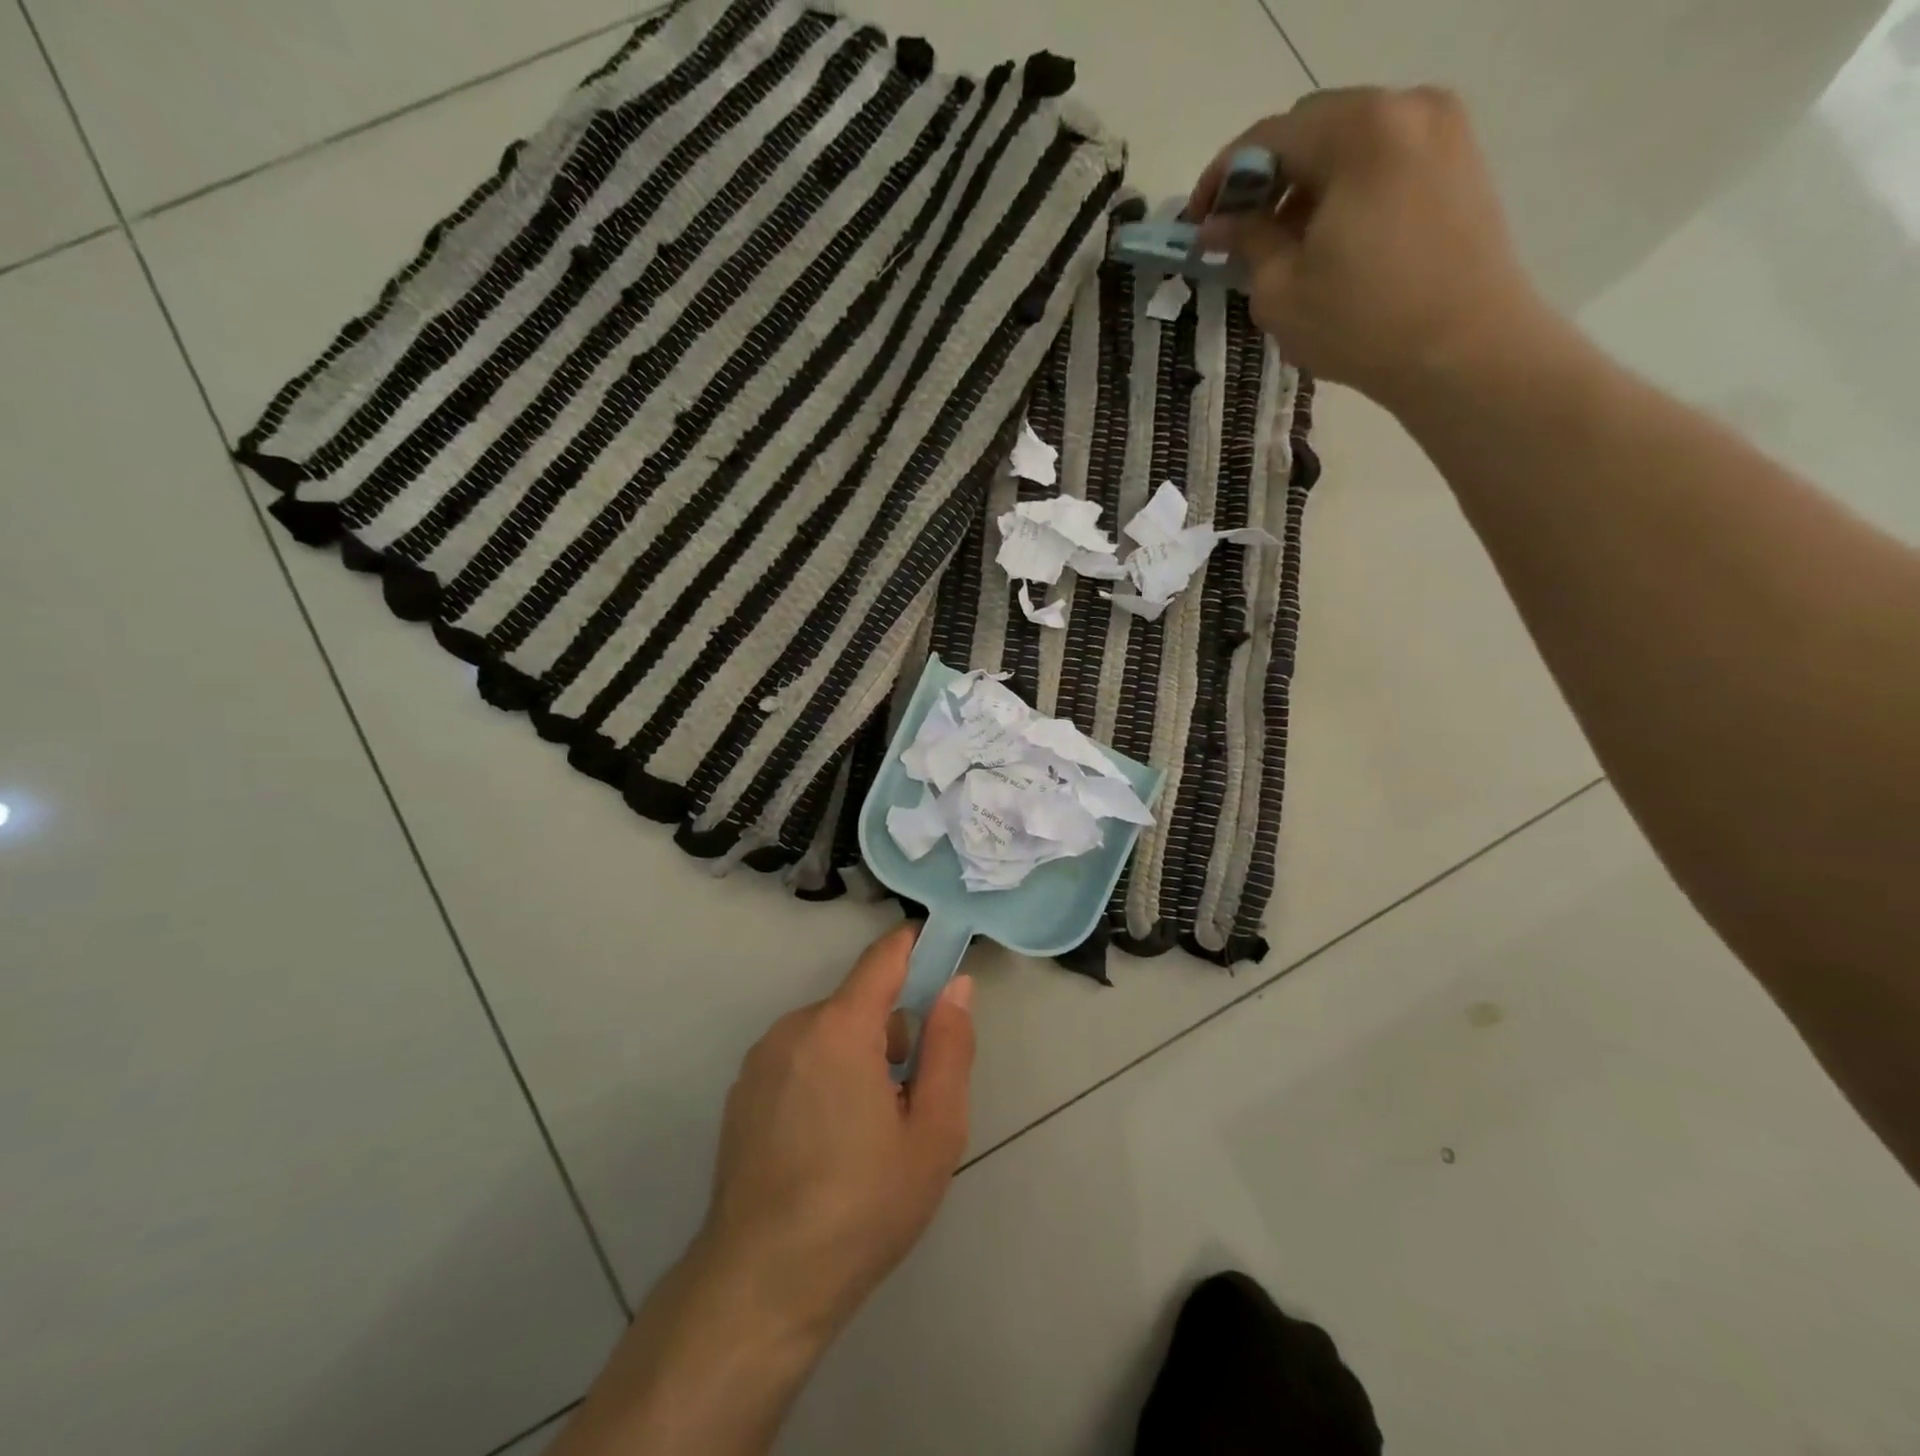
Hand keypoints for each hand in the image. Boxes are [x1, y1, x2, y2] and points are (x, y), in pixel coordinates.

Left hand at [696, 925, 975, 1342]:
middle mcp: (793, 1027)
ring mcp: (761, 1059)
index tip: (945, 959)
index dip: (917, 947)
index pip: (884, 957)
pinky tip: (825, 1144)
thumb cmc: (862, 1207)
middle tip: (909, 1099)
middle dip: (893, 1031)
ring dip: (858, 1057)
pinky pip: (800, 1058)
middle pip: (859, 1003)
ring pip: (830, 1033)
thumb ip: (950, 1048)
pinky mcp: (743, 1091)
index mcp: (840, 1028)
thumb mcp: (933, 1132)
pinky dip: (823, 1076)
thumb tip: (956, 986)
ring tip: (866, 1132)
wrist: (761, 1285)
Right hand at [1190, 87, 1553, 409]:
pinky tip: (1332, 243)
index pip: (1268, 137)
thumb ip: (1246, 242)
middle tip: (1241, 237)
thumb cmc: (1360, 324)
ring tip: (1286, 248)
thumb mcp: (1281, 291)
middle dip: (1267, 180)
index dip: (1221, 179)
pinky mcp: (1461, 164)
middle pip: (1313, 129)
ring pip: (1350, 144)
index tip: (1196, 224)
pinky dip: (1347, 190)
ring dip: (1307, 186)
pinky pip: (1386, 161)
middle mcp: (1407, 109)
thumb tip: (1219, 224)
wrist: (1463, 352)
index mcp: (1358, 131)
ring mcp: (1443, 132)